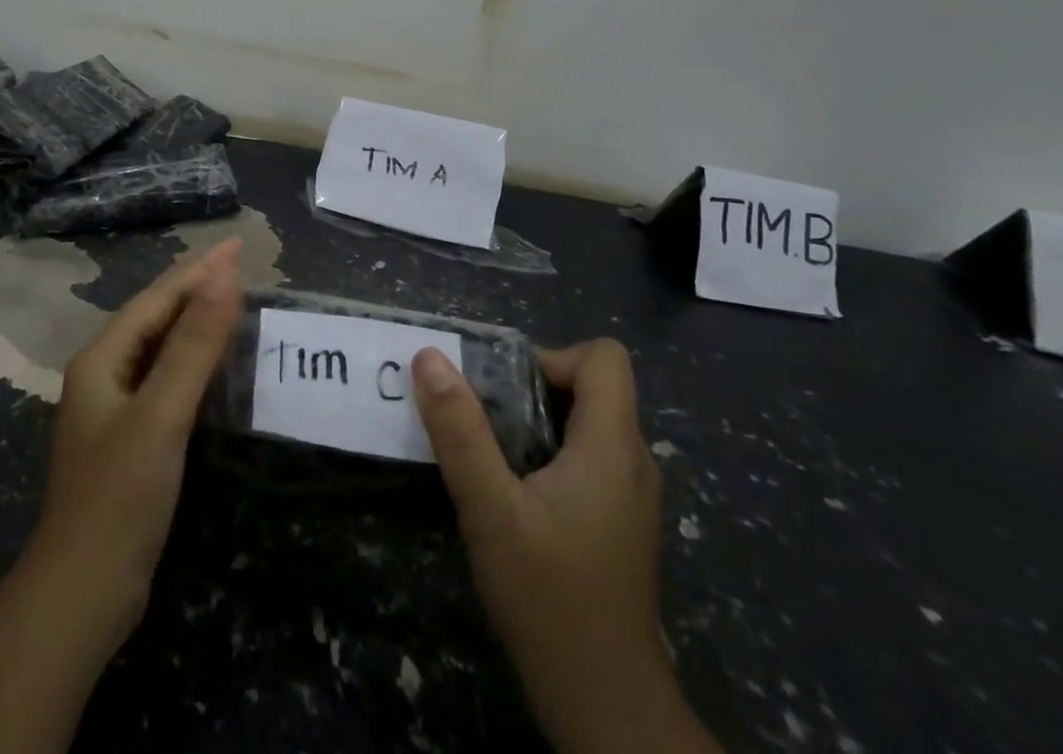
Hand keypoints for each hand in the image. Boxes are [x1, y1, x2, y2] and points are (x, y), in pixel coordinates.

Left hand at [0, 241, 243, 753]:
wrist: (83, 592)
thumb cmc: (120, 495)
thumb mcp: (162, 413)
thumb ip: (194, 343)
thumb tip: (224, 275)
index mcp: (102, 358)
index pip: (158, 298)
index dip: (199, 270)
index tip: (238, 246)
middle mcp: (103, 373)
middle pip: (155, 316)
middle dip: (196, 287)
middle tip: (239, 265)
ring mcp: (113, 407)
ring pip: (159, 347)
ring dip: (195, 320)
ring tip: (231, 301)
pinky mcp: (128, 436)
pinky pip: (164, 378)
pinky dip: (191, 359)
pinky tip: (212, 363)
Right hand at [413, 339, 717, 753]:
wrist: (605, 706)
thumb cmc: (550, 599)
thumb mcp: (490, 509)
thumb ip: (459, 430)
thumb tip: (429, 357)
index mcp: (613, 447)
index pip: (604, 358)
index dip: (553, 356)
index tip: (505, 387)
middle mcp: (633, 462)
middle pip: (592, 388)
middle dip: (531, 388)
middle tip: (481, 417)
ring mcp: (630, 496)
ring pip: (587, 424)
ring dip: (535, 422)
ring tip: (487, 451)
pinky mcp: (619, 523)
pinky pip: (587, 458)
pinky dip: (548, 454)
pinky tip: (511, 492)